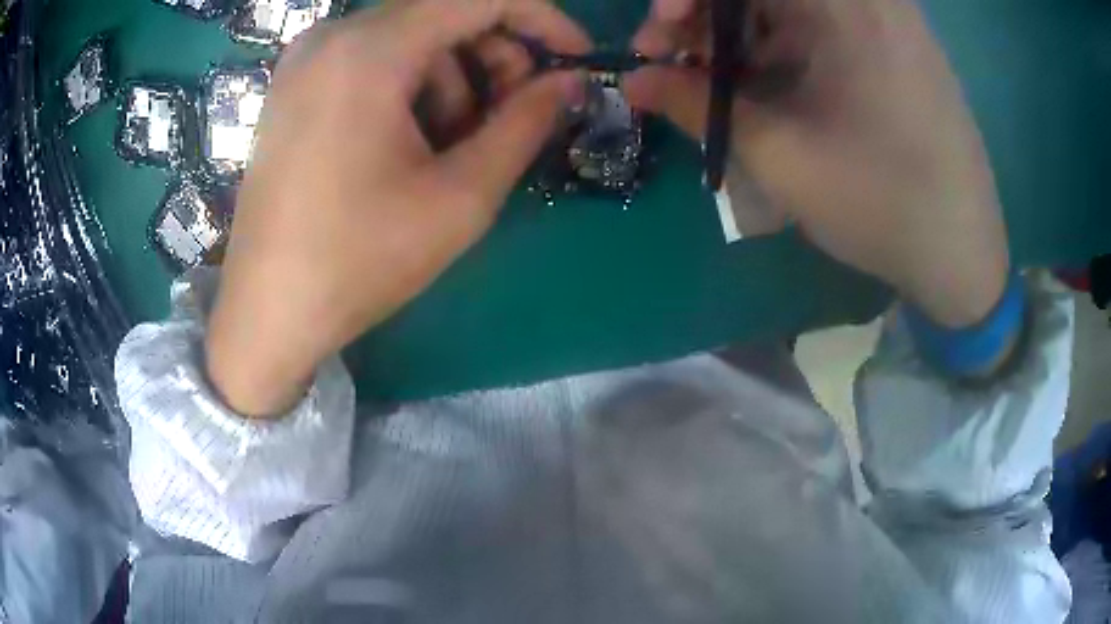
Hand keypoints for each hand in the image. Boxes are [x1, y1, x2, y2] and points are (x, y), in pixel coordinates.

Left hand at [206, 0, 588, 416]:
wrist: (268, 312)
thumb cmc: (359, 261)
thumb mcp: (461, 196)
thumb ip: (526, 124)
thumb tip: (568, 82)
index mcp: (369, 50)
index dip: (541, 18)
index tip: (575, 58)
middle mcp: (331, 35)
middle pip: (442, 12)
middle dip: (496, 53)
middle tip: (517, 112)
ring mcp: (306, 59)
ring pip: (409, 37)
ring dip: (453, 77)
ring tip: (453, 146)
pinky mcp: (295, 85)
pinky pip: (372, 59)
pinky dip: (410, 86)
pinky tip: (410, 142)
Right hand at [625, 0, 1009, 328]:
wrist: (963, 254)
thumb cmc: (882, 205)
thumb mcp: (780, 156)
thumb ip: (696, 105)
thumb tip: (633, 81)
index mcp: (846, 4)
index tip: (663, 29)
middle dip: (706, 14)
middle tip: (671, 58)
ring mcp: (882, 16)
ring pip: (784, 4)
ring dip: (736, 31)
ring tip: (710, 81)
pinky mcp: (888, 42)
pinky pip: (815, 22)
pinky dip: (774, 44)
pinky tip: (758, 82)